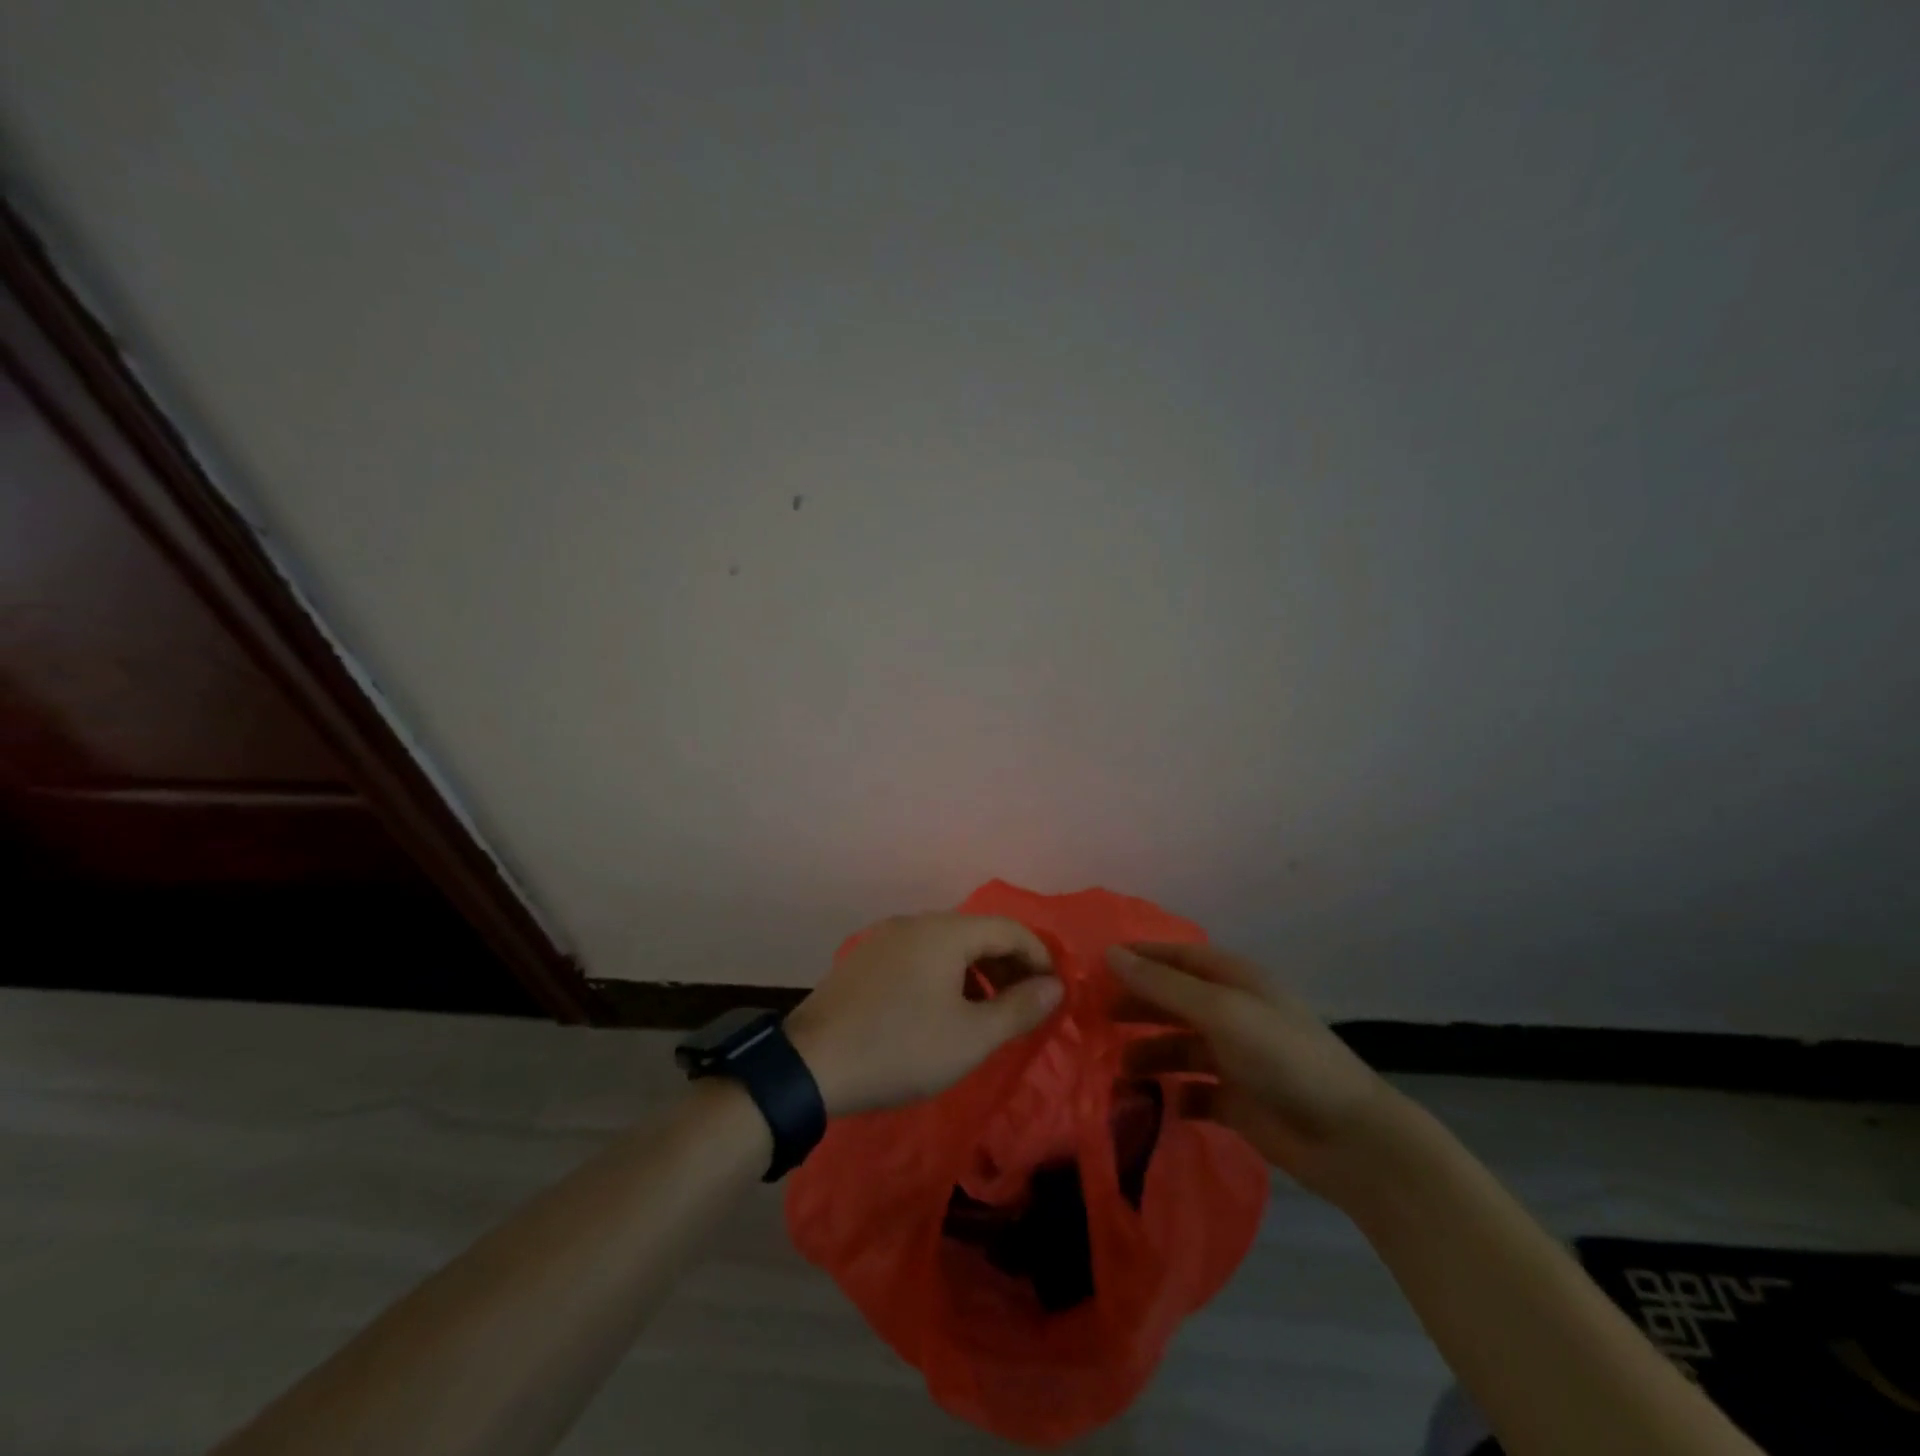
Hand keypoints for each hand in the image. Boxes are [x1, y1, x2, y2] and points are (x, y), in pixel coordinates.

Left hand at [786, 913, 1062, 1116]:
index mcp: (945, 931)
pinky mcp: (865, 959)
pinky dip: (946, 975)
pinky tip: (943, 1011)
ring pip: (948, 945)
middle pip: (978, 933)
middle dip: (1009, 965)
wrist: (810, 1064)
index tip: (1054, 993)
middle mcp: (916, 922)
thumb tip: (1055, 986)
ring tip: (988, 1012)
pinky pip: (920, 956)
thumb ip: (1019, 1008)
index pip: (1009, 930)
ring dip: (978, 972)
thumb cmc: (901, 1048)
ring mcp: (885, 938)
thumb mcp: (970, 1037)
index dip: (1039, 957)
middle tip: (1026, 1005)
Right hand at [1108, 942, 1405, 1199]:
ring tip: (1115, 1070)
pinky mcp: (1236, 1101)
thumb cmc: (1282, 1057)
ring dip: (1147, 1055)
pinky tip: (1150, 1104)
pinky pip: (1191, 1092)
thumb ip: (1162, 986)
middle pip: (1171, 1001)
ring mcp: (1233, 1058)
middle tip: (1091, 1019)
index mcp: (1232, 980)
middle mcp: (1230, 1012)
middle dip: (1135, 1007)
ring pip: (1176, 1047)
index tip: (1092, 968)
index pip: (1174, 957)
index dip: (1137, 958)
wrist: (1349, 1138)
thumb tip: (1109, 954)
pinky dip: (1170, 1096)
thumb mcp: (1220, 1011)